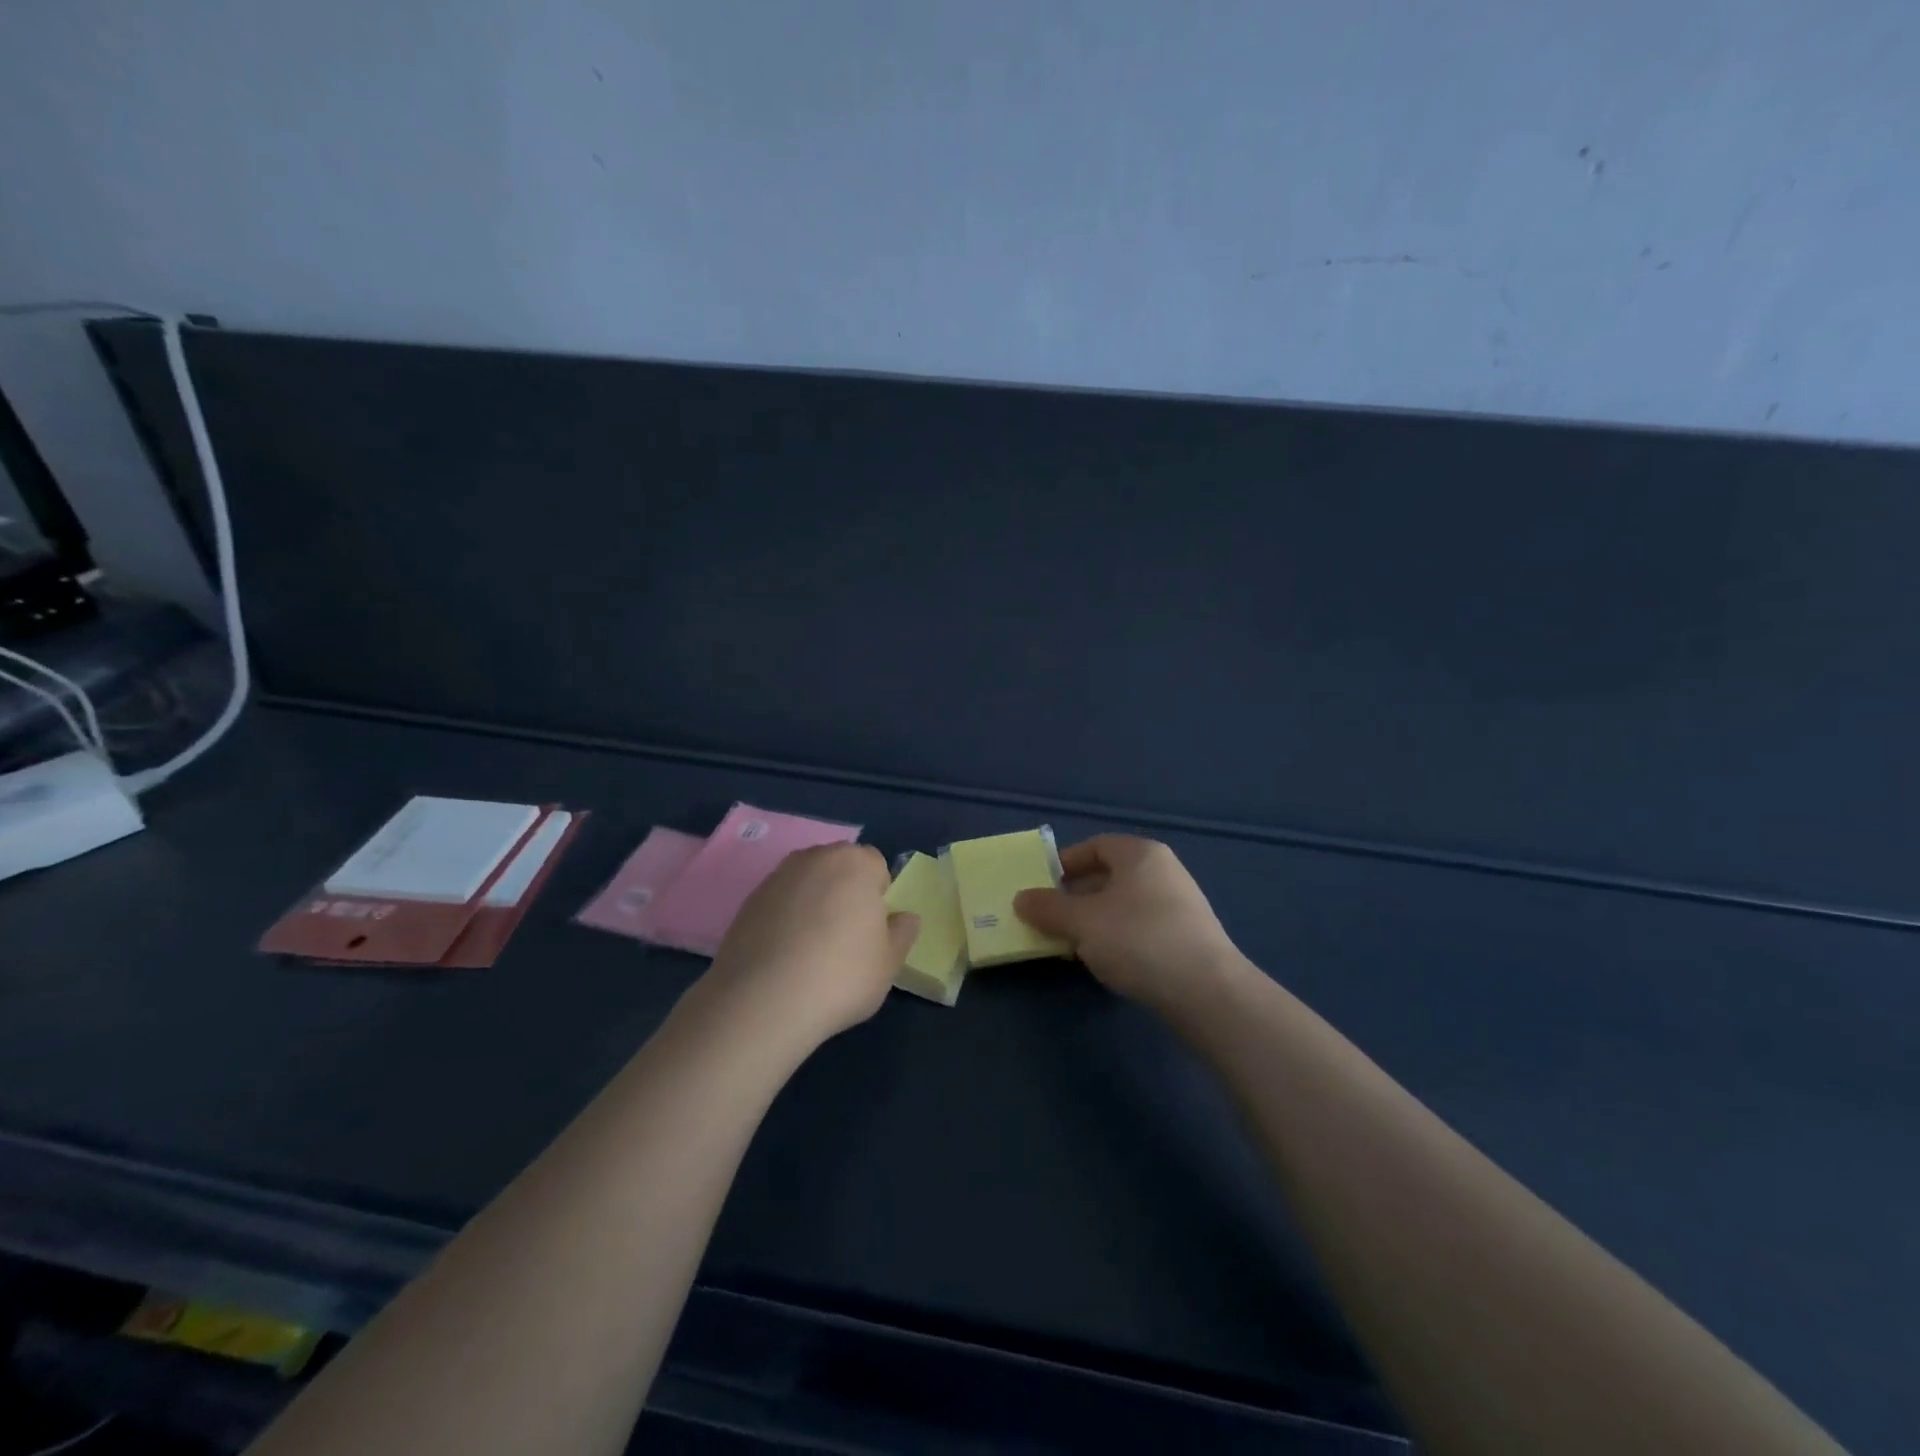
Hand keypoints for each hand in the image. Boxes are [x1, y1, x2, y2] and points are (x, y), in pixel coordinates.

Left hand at [697, 843, 918, 1052]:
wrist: (762, 1002)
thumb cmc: (841, 976)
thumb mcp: (889, 963)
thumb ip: (902, 933)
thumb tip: (905, 918)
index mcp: (855, 863)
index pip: (876, 865)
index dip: (878, 895)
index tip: (872, 929)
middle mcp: (815, 858)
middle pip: (839, 867)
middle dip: (845, 892)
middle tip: (845, 936)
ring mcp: (777, 877)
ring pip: (808, 882)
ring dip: (814, 902)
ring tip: (812, 948)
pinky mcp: (748, 900)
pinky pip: (780, 902)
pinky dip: (786, 918)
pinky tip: (785, 955)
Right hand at [1013, 835, 1244, 1013]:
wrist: (1207, 992)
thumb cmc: (1138, 939)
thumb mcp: (1082, 922)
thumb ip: (1048, 908)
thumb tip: (1021, 898)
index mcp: (1140, 854)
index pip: (1095, 846)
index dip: (1065, 863)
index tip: (1041, 887)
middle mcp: (1163, 871)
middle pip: (1109, 876)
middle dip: (1076, 896)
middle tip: (1050, 919)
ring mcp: (1179, 905)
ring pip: (1123, 905)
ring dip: (1094, 921)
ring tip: (1071, 945)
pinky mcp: (1187, 938)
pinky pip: (1140, 928)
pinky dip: (1117, 938)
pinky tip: (1105, 962)